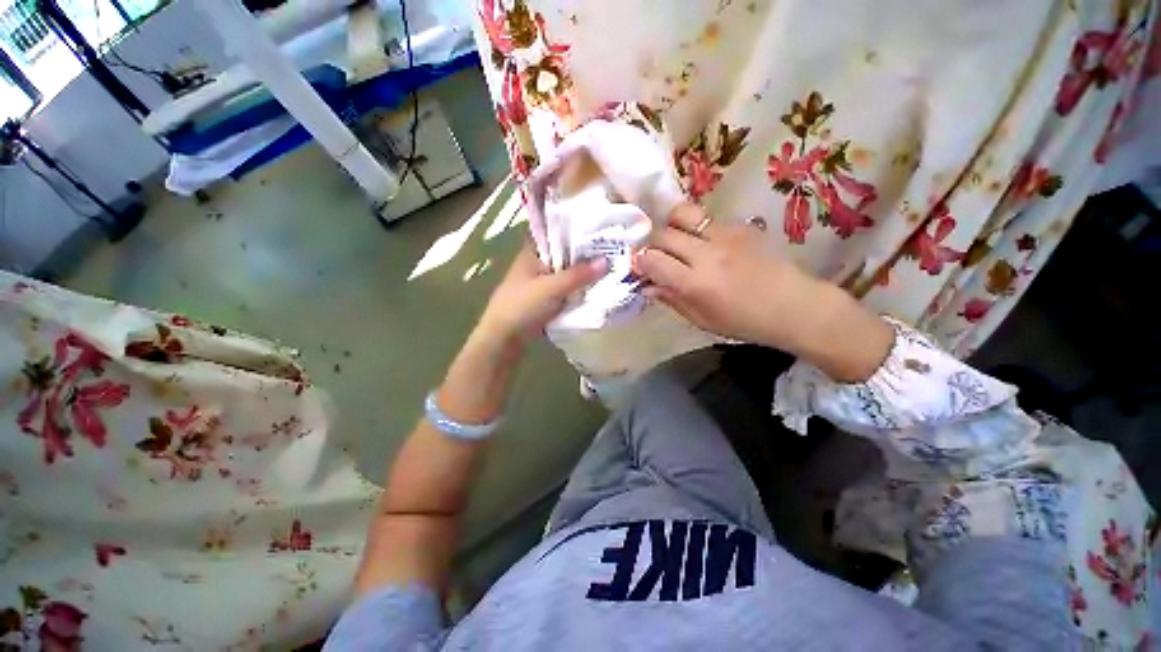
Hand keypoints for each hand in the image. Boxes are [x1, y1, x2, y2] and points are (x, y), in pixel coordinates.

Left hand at [477, 241, 608, 345]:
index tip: (598, 230)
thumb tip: (607, 261)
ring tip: (608, 270)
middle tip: (611, 252)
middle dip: (583, 257)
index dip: (575, 232)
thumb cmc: (522, 307)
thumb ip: (578, 275)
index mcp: (531, 254)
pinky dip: (576, 292)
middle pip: (563, 257)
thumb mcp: (551, 288)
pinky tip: (594, 290)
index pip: (554, 235)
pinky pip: (564, 292)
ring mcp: (538, 285)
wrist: (503, 340)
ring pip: (565, 276)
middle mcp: (535, 266)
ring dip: (581, 276)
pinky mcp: (543, 302)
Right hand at [633, 204, 892, 381]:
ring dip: (671, 225)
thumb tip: (646, 286)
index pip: (653, 260)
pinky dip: (696, 227)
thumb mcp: (702, 320)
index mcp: (696, 283)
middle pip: (663, 234)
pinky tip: (704, 242)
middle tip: (655, 255)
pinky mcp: (740, 225)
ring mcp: (725, 234)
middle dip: (651, 243)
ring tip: (675, 239)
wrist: (794, 305)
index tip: (638, 265)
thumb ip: (672, 299)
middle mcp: (707, 253)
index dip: (639, 261)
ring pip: (682, 213)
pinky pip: (706, 218)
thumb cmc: (744, 322)